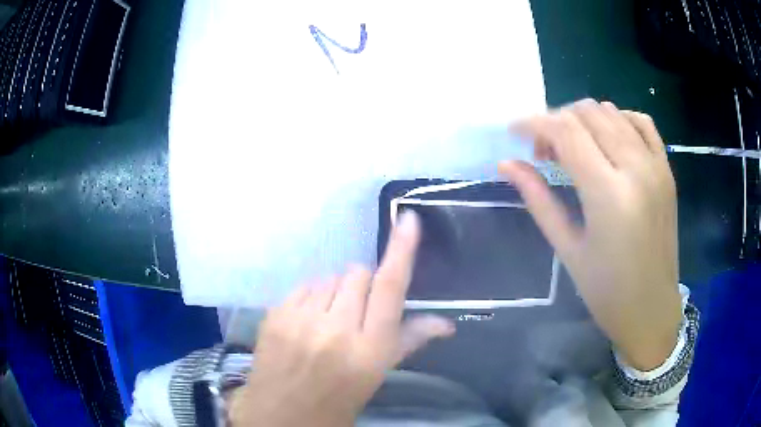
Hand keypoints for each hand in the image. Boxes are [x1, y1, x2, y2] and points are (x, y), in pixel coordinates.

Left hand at [230, 211, 454, 426]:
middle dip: (364, 286)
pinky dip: (313, 295)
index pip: (389, 288)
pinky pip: (305, 285)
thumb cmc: (336, 402)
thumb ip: (408, 341)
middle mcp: (335, 329)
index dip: (401, 251)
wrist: (280, 417)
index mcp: (368, 350)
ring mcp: (300, 319)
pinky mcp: (275, 314)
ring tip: (330, 319)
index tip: (409, 221)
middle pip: (358, 274)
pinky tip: (309, 319)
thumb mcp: (376, 376)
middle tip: (357, 312)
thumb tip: (446, 323)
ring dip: (337, 291)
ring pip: (331, 277)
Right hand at [499, 99, 681, 370]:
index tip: (514, 132)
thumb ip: (538, 199)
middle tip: (544, 151)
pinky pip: (642, 123)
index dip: (534, 123)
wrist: (652, 309)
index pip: (566, 131)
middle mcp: (636, 168)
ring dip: (583, 119)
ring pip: (612, 112)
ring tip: (573, 147)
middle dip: (556, 121)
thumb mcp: (567, 249)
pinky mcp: (666, 170)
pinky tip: (607, 139)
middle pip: (587, 113)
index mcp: (609, 194)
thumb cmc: (606, 292)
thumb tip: (506, 164)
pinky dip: (618, 119)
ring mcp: (656, 166)